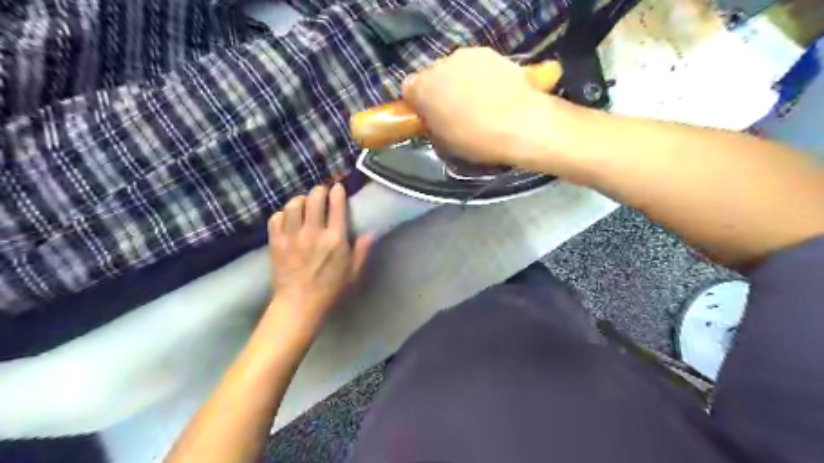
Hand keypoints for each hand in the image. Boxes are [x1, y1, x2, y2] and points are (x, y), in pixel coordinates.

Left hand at [270, 183, 371, 325]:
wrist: (299, 304)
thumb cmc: (331, 288)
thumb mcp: (353, 271)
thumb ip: (362, 249)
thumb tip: (372, 231)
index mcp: (335, 239)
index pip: (336, 205)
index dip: (337, 191)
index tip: (338, 188)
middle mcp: (313, 233)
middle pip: (314, 198)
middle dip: (319, 191)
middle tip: (321, 194)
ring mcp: (292, 236)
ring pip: (294, 204)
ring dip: (301, 200)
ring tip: (304, 204)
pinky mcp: (276, 242)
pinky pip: (276, 217)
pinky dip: (283, 214)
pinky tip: (289, 219)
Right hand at [403, 46, 574, 167]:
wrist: (521, 126)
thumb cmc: (477, 141)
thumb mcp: (444, 142)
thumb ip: (433, 124)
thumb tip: (434, 119)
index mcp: (423, 88)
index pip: (409, 89)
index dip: (418, 104)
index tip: (428, 116)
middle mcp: (442, 65)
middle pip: (434, 76)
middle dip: (441, 91)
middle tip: (454, 112)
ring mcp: (469, 56)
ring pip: (457, 69)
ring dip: (462, 82)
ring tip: (479, 104)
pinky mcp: (493, 54)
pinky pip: (479, 66)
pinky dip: (482, 77)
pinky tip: (495, 95)